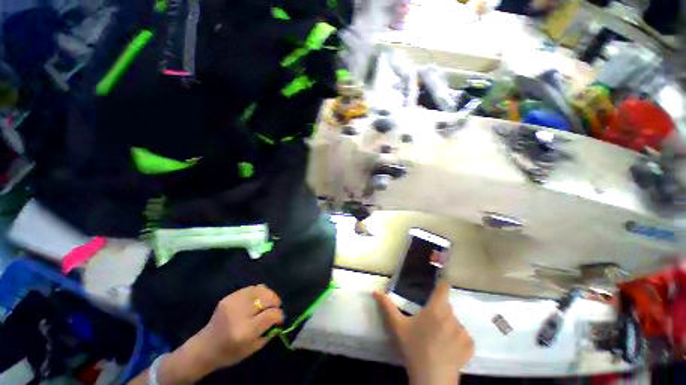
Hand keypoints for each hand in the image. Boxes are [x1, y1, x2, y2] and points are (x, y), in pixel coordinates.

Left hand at [160, 285, 283, 383]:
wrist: (204, 348)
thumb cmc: (229, 353)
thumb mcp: (252, 349)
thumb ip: (269, 332)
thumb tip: (280, 317)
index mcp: (245, 331)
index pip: (271, 315)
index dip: (279, 315)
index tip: (280, 318)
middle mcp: (239, 313)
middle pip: (267, 299)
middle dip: (275, 302)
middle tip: (276, 308)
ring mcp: (233, 301)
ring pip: (261, 290)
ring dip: (269, 295)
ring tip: (269, 301)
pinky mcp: (230, 296)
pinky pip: (252, 288)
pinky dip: (260, 292)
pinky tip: (259, 299)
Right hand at [373, 282, 473, 384]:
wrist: (432, 379)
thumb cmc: (414, 348)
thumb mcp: (398, 326)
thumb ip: (387, 306)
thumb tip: (375, 291)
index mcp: (435, 309)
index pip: (443, 288)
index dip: (442, 285)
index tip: (439, 285)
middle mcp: (452, 317)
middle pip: (447, 307)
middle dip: (439, 311)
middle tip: (429, 323)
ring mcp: (463, 332)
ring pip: (455, 322)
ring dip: (448, 326)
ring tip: (438, 339)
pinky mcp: (470, 346)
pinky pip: (464, 336)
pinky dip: (458, 339)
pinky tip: (449, 349)